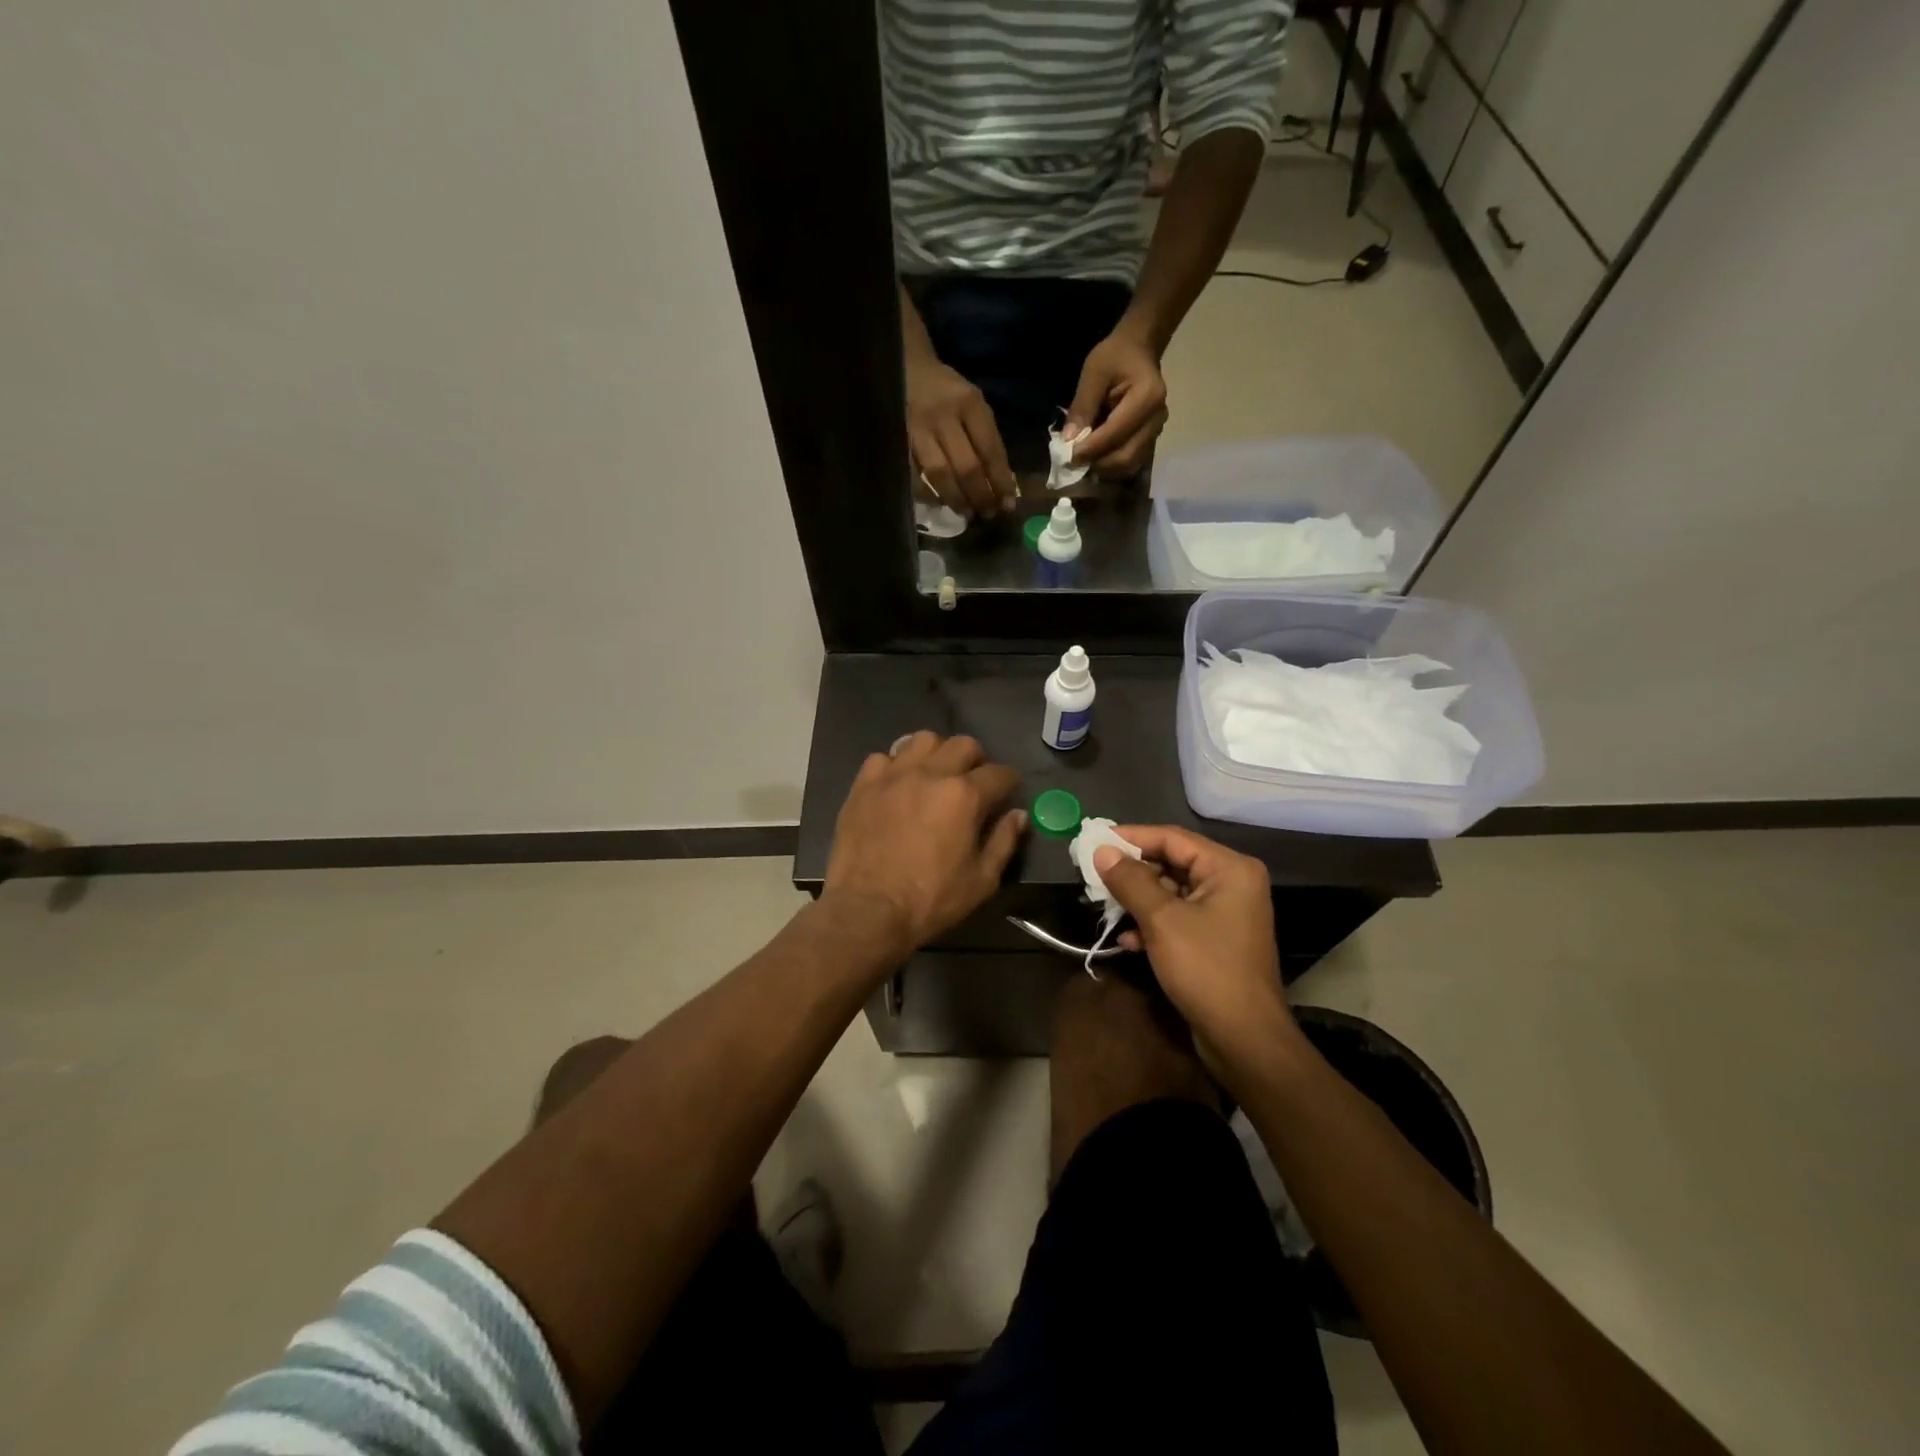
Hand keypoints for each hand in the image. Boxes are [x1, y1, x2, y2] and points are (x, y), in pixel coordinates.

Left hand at [823, 732, 1026, 954]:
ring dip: (936, 753)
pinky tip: (897, 785)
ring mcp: (893, 775)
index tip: (1009, 790)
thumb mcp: (982, 880)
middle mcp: (931, 774)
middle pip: (963, 744)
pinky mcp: (863, 785)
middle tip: (974, 782)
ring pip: (922, 740)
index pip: (999, 773)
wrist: (867, 910)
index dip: (1010, 781)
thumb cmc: (930, 900)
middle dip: (976, 759)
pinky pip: (883, 758)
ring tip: (935, 775)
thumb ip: (1004, 841)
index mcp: (964, 795)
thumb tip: (1018, 814)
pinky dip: (896, 766)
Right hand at [906, 356, 1016, 515]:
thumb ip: (986, 438)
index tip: (1008, 505)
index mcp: (969, 403)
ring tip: (967, 513)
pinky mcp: (897, 440)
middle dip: (980, 496)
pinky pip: (913, 475)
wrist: (906, 367)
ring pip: (940, 474)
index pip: (990, 450)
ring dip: (956, 499)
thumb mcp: (973, 403)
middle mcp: (944, 415)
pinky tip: (938, 502)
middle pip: (966, 467)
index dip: (1001, 481)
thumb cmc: (946, 391)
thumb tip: (1003, 484)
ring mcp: (917, 429)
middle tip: (988, 514)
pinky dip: (927, 494)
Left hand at [1066, 328, 1168, 478]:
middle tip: (1073, 462)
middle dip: (1097, 464)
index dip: (1090, 449)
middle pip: (1125, 456)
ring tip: (1084, 461)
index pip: (1115, 434)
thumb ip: (1082, 406)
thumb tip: (1068, 441)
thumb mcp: (1094, 373)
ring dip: (1103, 469)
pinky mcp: (1151, 439)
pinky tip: (1096, 458)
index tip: (1067, 456)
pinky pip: (1131, 462)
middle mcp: (1156, 419)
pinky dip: (1112, 466)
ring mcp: (1156, 431)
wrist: (1139, 351)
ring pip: (1129, 464)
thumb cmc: (1116, 356)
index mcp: (1147, 397)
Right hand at [1092, 825, 1296, 1073]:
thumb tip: (1101, 850)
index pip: (1172, 838)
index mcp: (1229, 869)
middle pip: (1172, 863)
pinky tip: (1127, 941)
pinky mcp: (1216, 940)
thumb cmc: (1206, 969)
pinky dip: (1152, 924)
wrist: (1244, 1040)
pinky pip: (1178, 917)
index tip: (1094, 841)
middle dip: (1132, 872)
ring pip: (1172, 892)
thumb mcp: (1161, 920)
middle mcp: (1232, 883)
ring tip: (1105, 908)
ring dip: (1138, 900)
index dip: (1131, 837)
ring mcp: (1225, 913)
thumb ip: (1130, 881)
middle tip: (1094, 875)